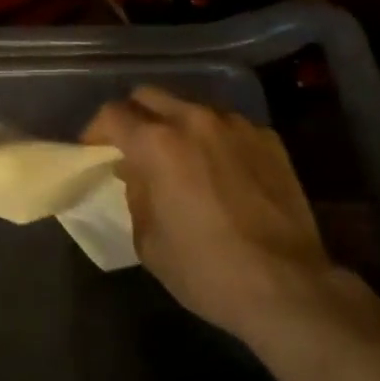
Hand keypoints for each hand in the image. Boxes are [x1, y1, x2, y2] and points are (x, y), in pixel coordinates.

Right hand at [83, 87, 336, 345]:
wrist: (286, 285)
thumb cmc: (206, 270)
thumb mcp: (149, 242)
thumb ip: (135, 195)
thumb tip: (136, 173)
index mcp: (158, 143)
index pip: (113, 114)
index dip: (96, 130)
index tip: (93, 150)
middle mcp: (195, 119)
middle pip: (150, 95)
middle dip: (134, 116)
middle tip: (133, 148)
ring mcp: (235, 124)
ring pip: (192, 106)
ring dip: (176, 124)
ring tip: (180, 157)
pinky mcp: (267, 137)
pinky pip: (228, 125)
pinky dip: (214, 139)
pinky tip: (221, 171)